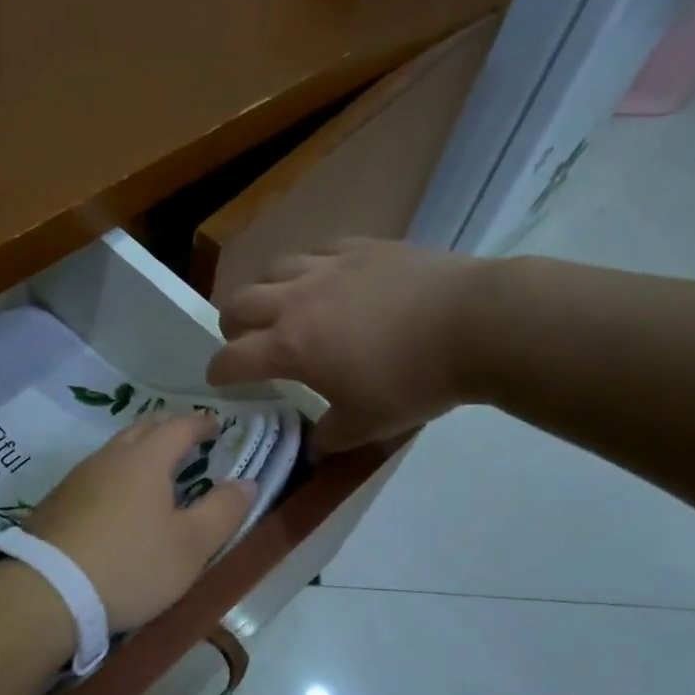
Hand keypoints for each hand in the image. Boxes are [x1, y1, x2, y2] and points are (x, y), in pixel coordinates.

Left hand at [26, 414, 257, 629]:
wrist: (47, 591)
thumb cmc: (131, 565)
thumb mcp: (191, 546)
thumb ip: (223, 511)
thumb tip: (246, 482)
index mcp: (146, 459)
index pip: (179, 426)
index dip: (201, 423)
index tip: (216, 426)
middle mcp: (110, 458)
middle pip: (143, 429)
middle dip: (168, 429)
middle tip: (187, 440)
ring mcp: (78, 477)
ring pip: (116, 450)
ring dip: (139, 450)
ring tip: (155, 468)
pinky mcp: (58, 501)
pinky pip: (96, 473)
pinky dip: (116, 473)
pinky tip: (118, 498)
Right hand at [207, 238, 494, 452]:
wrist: (475, 324)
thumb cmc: (413, 380)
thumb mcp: (368, 424)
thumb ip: (332, 436)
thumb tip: (315, 447)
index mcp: (291, 346)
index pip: (233, 358)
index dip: (219, 372)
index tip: (219, 381)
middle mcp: (297, 300)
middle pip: (241, 303)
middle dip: (232, 325)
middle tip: (244, 340)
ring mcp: (329, 266)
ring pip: (274, 268)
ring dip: (267, 290)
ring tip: (282, 305)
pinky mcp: (362, 247)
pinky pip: (318, 250)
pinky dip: (310, 267)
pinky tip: (327, 278)